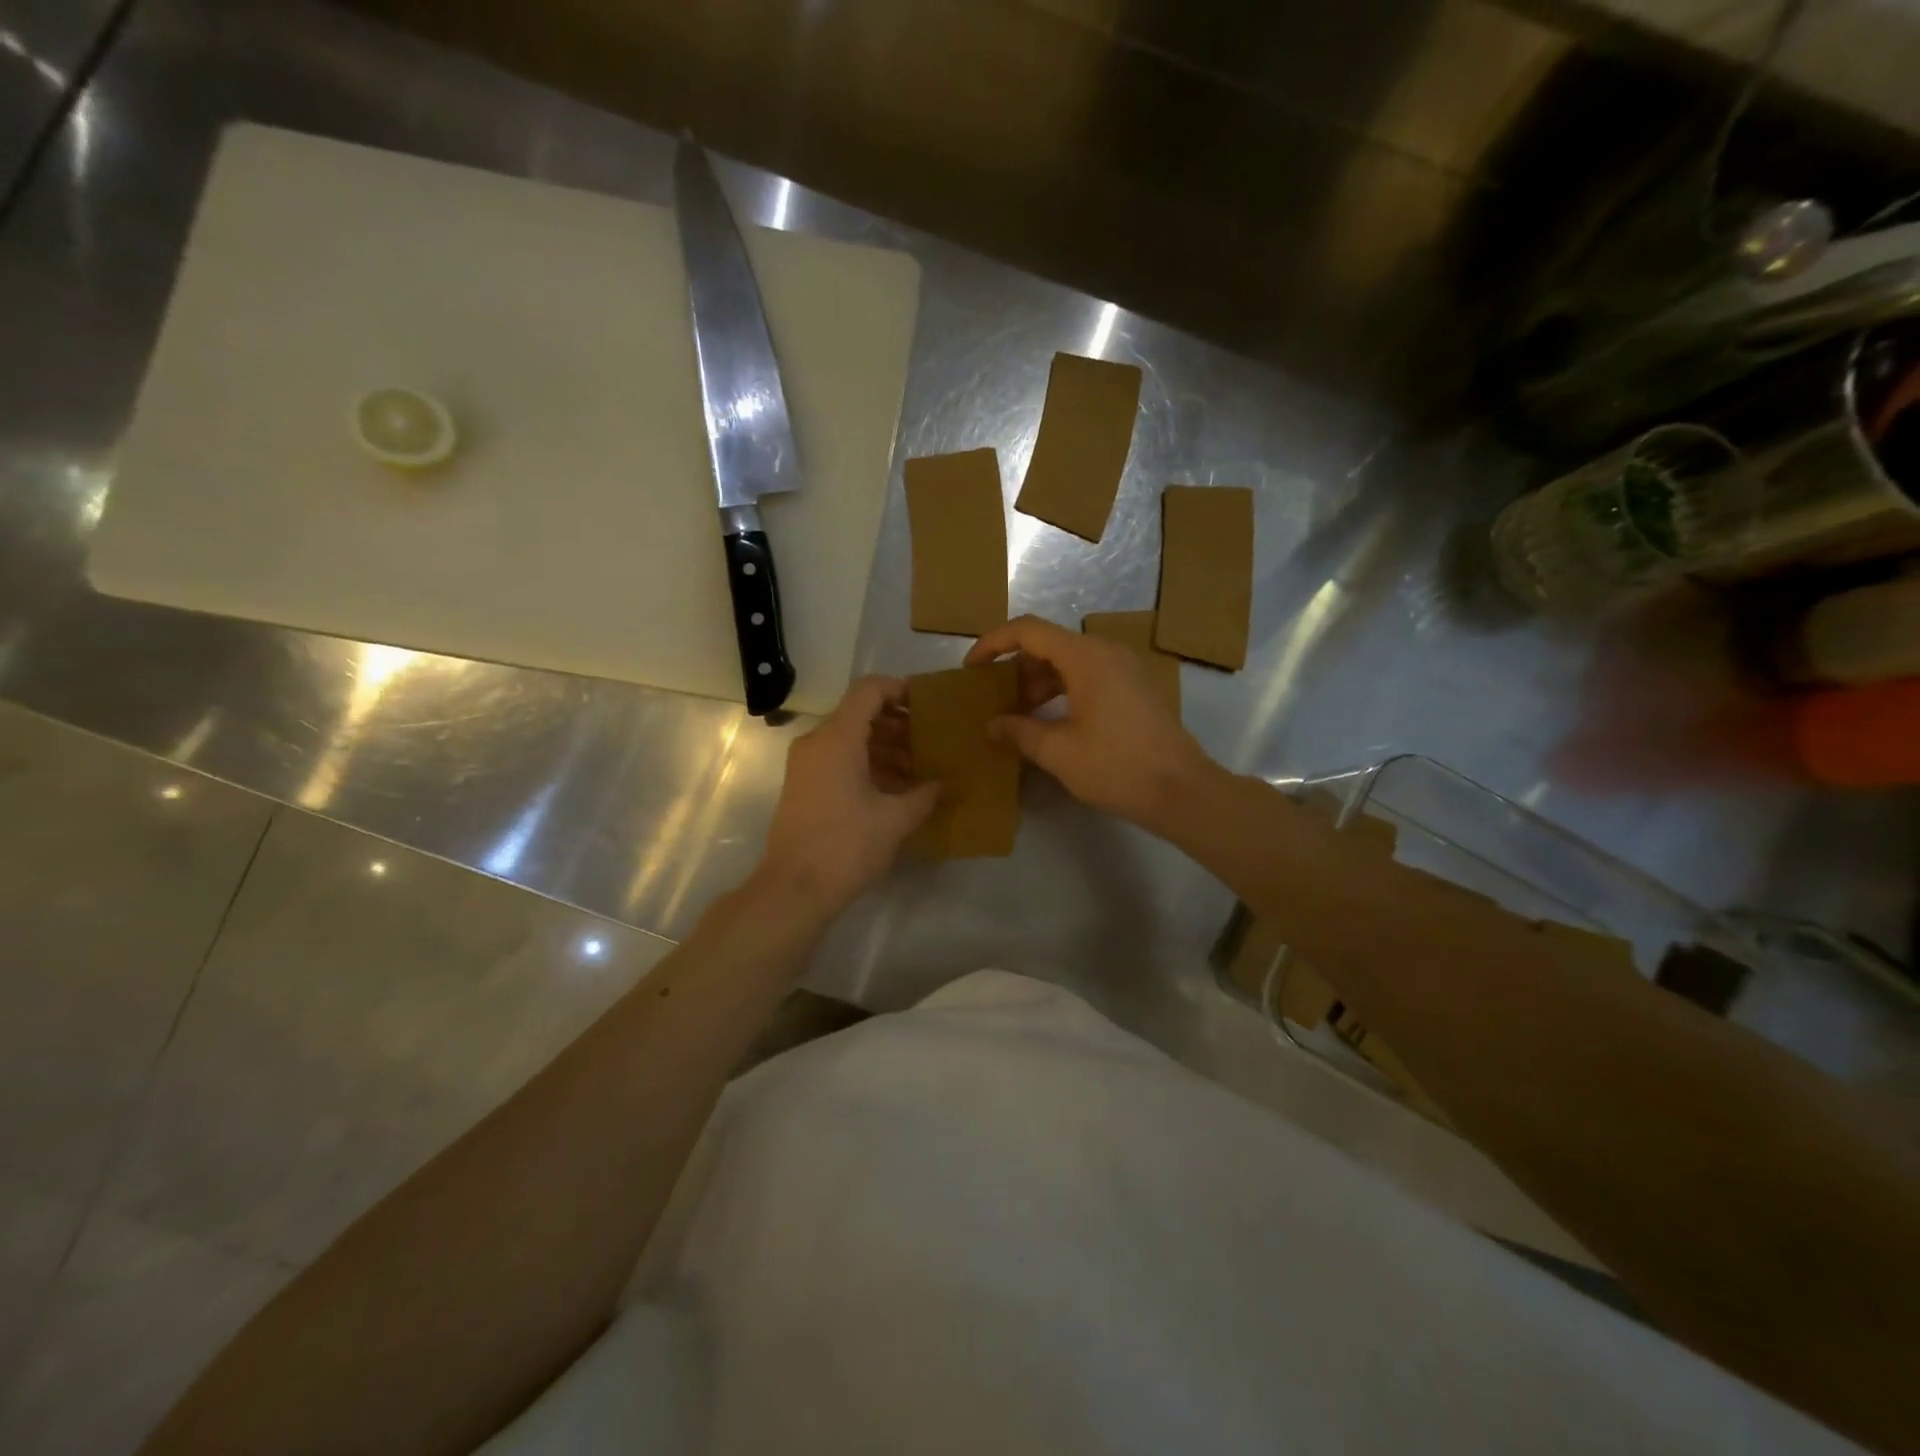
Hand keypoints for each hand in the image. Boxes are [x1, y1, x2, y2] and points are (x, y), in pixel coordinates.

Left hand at [756, 676, 939, 914]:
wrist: (793, 889)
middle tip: (930, 739)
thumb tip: (950, 783)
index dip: (899, 689)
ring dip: (884, 745)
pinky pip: (838, 758)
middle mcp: (817, 742)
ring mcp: (806, 763)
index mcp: (837, 738)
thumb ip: (926, 795)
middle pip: (859, 713)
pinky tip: (895, 787)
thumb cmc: (846, 846)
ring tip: (918, 767)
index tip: (927, 705)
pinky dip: (866, 762)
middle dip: (897, 723)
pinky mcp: (803, 784)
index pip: (868, 690)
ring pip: (849, 737)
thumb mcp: (895, 820)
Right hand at [964, 615, 1216, 829]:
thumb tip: (992, 724)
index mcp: (1086, 657)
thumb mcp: (1058, 752)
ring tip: (1017, 713)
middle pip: (1049, 644)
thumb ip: (1019, 731)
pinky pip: (1088, 675)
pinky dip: (1062, 689)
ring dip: (1039, 681)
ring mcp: (1124, 668)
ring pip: (1069, 661)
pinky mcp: (1134, 688)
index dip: (993, 643)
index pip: (1028, 630)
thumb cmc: (1117, 767)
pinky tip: (1049, 719)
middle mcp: (1106, 652)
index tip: (971, 668)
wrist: (1182, 790)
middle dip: (1015, 667)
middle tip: (993, 698)